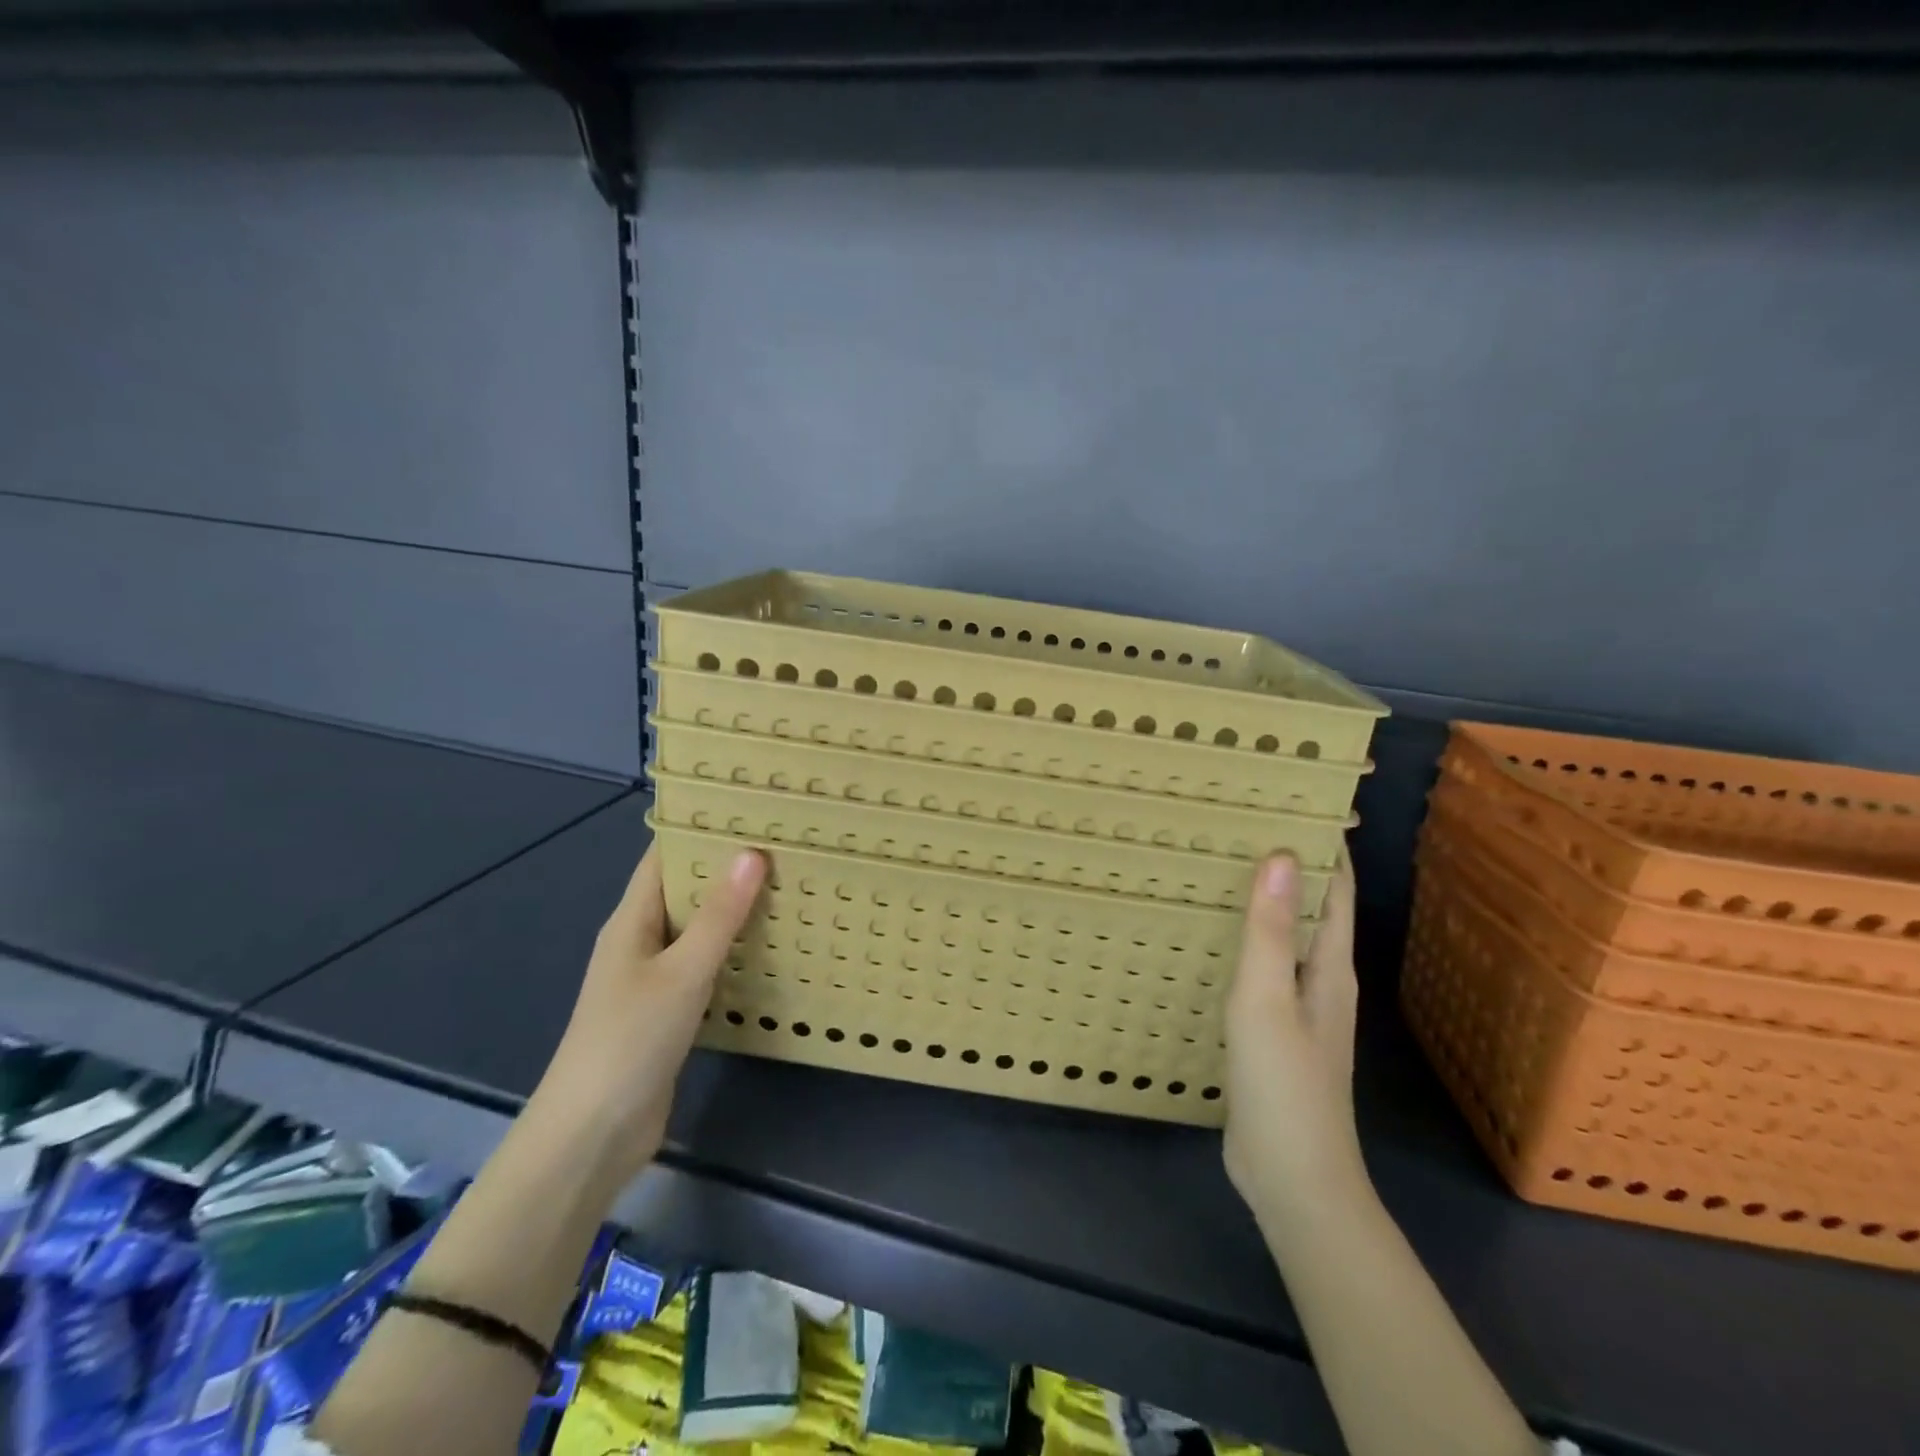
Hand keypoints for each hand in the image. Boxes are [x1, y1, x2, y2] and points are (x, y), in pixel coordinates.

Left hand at [527, 844, 765, 1186]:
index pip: (663, 858)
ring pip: (698, 931)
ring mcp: (653, 979)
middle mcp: (640, 942)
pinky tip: (771, 948)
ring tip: (787, 886)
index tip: (748, 809)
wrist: (593, 1135)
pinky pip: (705, 967)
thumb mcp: (682, 972)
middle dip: (727, 868)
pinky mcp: (669, 1012)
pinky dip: (734, 952)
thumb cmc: (630, 1040)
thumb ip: (720, 915)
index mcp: (632, 921)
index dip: (698, 829)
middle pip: (685, 891)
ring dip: (734, 911)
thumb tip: (751, 852)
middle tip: (783, 845)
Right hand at [1222, 850, 1369, 1238]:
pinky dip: (1243, 943)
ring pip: (1283, 939)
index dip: (1326, 846)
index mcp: (1330, 967)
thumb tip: (1280, 853)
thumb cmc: (1284, 1083)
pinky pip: (1260, 970)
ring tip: (1219, 870)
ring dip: (1262, 904)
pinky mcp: (1272, 1033)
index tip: (1296, 801)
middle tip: (1239, 825)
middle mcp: (1320, 980)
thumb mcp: (1267, 1000)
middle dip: (1286, 866)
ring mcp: (1296, 1009)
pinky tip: (1209, 940)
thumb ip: (1269, 931)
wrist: (1293, 1177)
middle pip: (1309, 909)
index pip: (1335, 890)